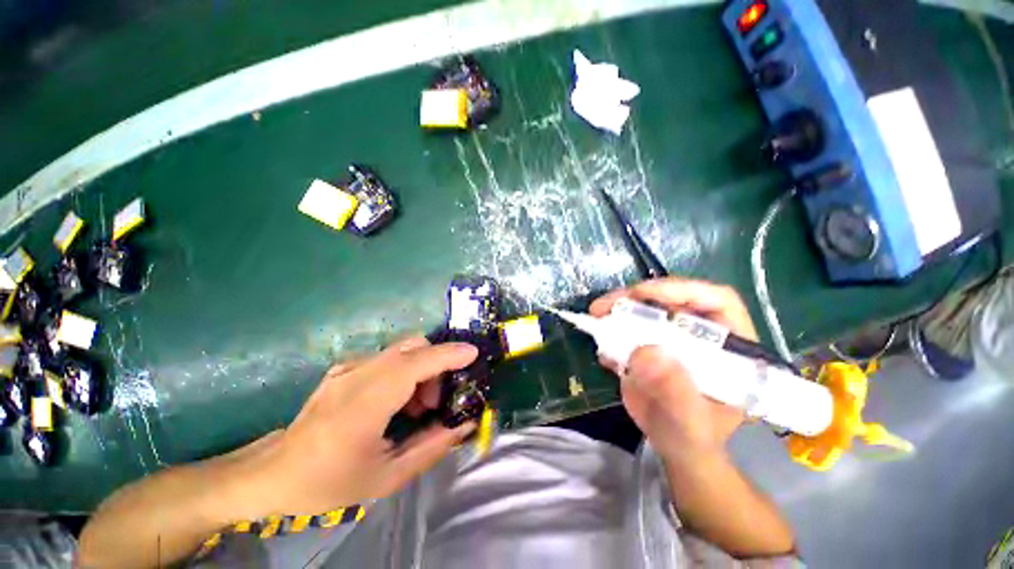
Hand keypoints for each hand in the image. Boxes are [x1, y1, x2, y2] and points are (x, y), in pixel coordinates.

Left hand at [226, 337, 477, 517]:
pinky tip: (395, 400)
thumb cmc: (328, 483)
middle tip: (436, 401)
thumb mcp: (386, 478)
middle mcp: (356, 375)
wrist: (273, 474)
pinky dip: (404, 370)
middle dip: (436, 365)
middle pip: (412, 346)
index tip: (473, 353)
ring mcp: (347, 367)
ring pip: (401, 350)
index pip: (415, 364)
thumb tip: (465, 425)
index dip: (447, 354)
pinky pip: (386, 357)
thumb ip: (431, 447)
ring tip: (415, 406)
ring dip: (421, 368)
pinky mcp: (343, 367)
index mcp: (363, 404)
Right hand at [589, 278, 756, 458]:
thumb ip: (675, 391)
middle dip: (637, 297)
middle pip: (672, 299)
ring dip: (618, 309)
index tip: (644, 293)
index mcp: (729, 346)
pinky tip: (601, 347)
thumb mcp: (690, 421)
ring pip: (645, 308)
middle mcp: (700, 333)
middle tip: (606, 304)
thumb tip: (646, 351)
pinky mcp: (648, 343)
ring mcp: (671, 337)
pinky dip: (610, 330)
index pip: (716, 300)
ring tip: (596, 315)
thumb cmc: (694, 437)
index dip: (682, 289)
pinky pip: (627, 327)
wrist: (674, 446)